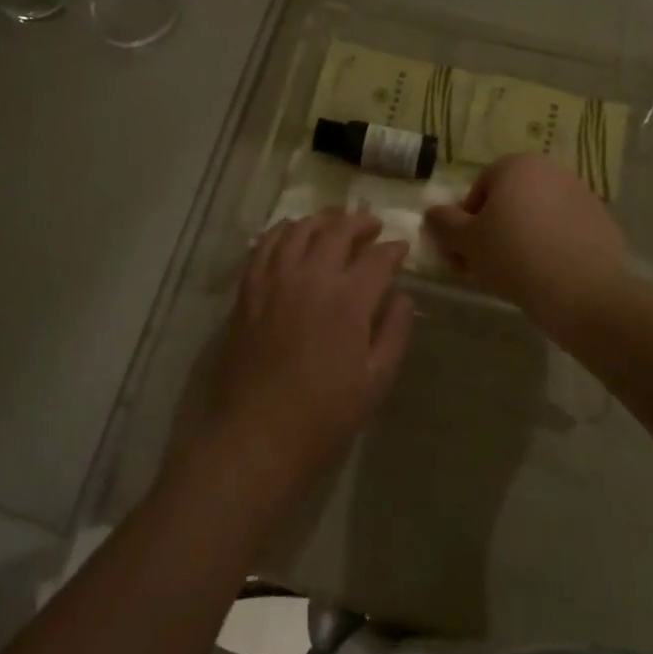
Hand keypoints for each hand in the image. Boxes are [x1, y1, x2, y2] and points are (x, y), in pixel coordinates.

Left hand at [203, 210, 414, 505]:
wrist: (258, 434)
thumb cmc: (325, 414)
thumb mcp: (376, 380)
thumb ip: (395, 332)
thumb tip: (403, 297)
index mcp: (348, 300)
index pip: (377, 258)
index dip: (393, 249)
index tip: (401, 249)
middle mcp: (311, 277)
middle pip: (337, 231)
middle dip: (359, 222)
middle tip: (372, 225)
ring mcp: (275, 280)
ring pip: (299, 229)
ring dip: (321, 219)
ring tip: (334, 222)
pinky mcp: (249, 290)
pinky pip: (265, 245)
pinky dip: (282, 231)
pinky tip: (291, 232)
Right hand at [425, 155, 628, 327]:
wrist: (585, 292)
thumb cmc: (515, 257)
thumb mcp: (467, 242)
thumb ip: (444, 223)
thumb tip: (433, 212)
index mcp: (516, 165)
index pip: (479, 190)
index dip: (466, 223)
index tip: (465, 253)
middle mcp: (550, 170)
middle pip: (509, 200)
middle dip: (494, 229)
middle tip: (485, 266)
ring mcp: (580, 193)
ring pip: (536, 215)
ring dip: (521, 237)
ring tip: (515, 275)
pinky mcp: (601, 220)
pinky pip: (563, 230)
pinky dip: (550, 246)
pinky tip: (547, 275)